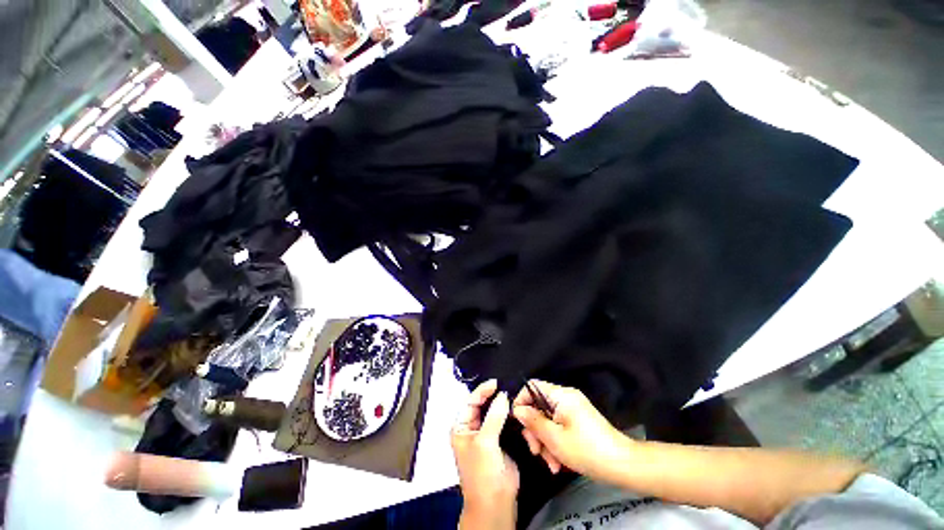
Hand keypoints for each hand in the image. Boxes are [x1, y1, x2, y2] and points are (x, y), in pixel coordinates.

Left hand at [451, 380, 518, 526]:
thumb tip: (502, 395)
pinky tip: (516, 409)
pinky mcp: (499, 440)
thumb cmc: (482, 474)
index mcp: (461, 427)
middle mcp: (472, 428)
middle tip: (506, 386)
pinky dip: (509, 415)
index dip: (482, 390)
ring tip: (512, 394)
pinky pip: (503, 422)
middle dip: (492, 396)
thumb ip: (494, 417)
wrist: (496, 503)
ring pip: (494, 412)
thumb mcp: (484, 443)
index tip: (495, 383)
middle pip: (482, 405)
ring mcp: (486, 434)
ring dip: (502, 404)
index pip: (470, 401)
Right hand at [513, 380, 629, 481]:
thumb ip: (533, 421)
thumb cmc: (586, 450)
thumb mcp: (554, 438)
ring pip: (548, 420)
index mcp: (561, 395)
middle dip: (535, 430)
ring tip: (551, 464)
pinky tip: (558, 463)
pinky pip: (559, 427)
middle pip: (539, 406)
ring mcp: (573, 410)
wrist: (623, 465)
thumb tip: (517, 410)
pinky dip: (555, 443)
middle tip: (535, 451)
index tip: (518, 423)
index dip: (521, 401)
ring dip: (545, 442)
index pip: (532, 386)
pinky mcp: (578, 422)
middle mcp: (566, 398)